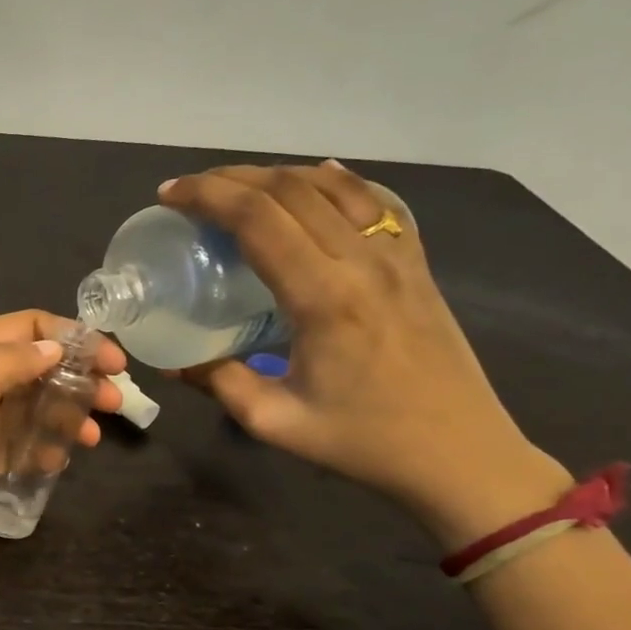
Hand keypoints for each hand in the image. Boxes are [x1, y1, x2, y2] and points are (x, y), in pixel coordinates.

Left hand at [0, 312, 124, 598]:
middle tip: (115, 403)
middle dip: (78, 377)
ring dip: (67, 413)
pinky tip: (58, 462)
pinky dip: (44, 445)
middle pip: (34, 365)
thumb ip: (3, 364)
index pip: (26, 327)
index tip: (114, 362)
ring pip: (32, 403)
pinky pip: (21, 440)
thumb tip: (52, 349)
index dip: (72, 338)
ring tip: (94, 438)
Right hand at [159, 161, 570, 545]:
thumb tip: (172, 363)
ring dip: (277, 175)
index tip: (169, 196)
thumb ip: (219, 383)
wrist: (460, 454)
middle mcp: (362, 260)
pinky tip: (317, 177)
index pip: (257, 219)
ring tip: (238, 187)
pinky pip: (374, 202)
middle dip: (231, 179)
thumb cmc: (364, 442)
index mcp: (324, 297)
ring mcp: (397, 255)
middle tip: (190, 191)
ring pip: (332, 185)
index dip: (207, 196)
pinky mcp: (416, 262)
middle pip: (290, 189)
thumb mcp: (275, 422)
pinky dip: (336, 181)